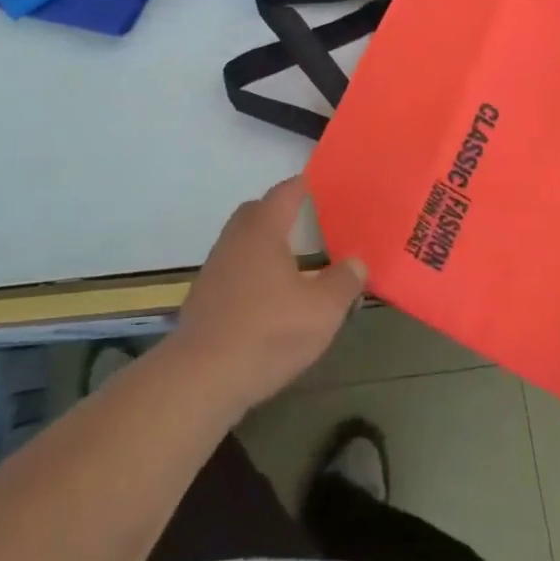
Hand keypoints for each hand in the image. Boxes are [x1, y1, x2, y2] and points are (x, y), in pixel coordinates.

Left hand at [172, 177, 366, 416]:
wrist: (203, 377)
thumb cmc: (269, 332)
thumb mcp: (322, 311)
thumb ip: (343, 283)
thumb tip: (356, 262)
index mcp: (263, 231)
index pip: (284, 194)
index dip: (303, 186)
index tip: (320, 184)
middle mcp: (234, 240)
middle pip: (256, 212)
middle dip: (279, 212)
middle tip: (306, 221)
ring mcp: (214, 269)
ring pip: (241, 242)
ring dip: (263, 245)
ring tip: (290, 262)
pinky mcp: (203, 298)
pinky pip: (231, 270)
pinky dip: (250, 273)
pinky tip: (266, 298)